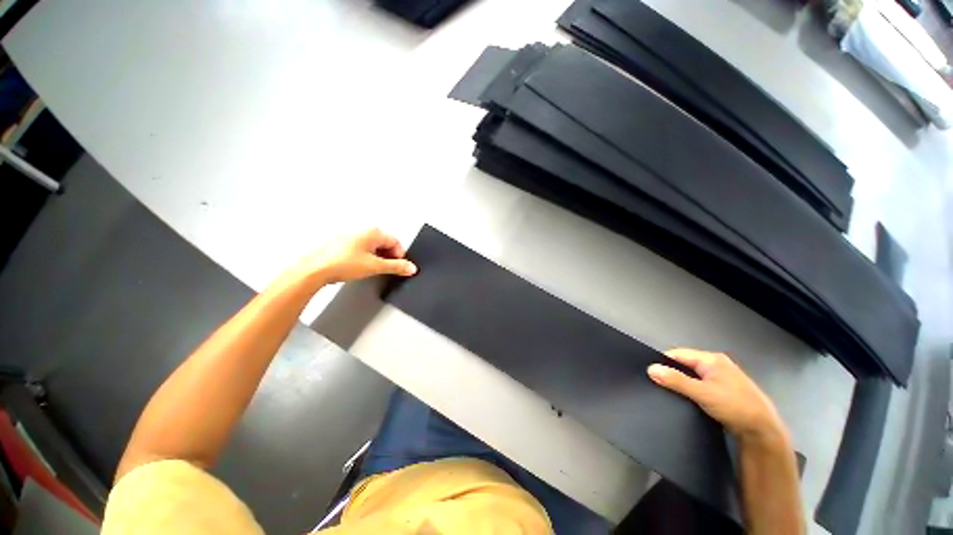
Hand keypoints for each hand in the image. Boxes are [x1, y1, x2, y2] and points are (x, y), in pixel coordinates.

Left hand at [297, 228, 416, 284]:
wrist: (314, 270)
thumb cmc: (340, 263)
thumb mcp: (375, 267)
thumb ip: (396, 267)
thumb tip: (410, 267)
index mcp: (373, 231)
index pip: (396, 242)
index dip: (400, 256)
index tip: (399, 267)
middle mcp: (362, 230)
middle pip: (385, 243)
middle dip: (389, 257)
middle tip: (386, 269)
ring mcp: (351, 236)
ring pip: (373, 246)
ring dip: (377, 257)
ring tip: (371, 269)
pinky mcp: (342, 244)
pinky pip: (361, 249)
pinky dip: (365, 257)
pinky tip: (360, 267)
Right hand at [647, 348, 785, 440]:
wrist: (764, 432)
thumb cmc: (736, 407)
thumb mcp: (703, 393)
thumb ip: (676, 381)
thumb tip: (650, 369)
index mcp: (711, 359)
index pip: (678, 354)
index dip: (662, 362)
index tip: (649, 374)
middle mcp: (715, 364)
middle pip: (684, 364)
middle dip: (671, 372)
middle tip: (657, 384)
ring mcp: (720, 378)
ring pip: (691, 375)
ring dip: (680, 382)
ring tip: (666, 392)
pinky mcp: (721, 391)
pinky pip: (698, 385)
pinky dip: (689, 389)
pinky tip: (683, 399)